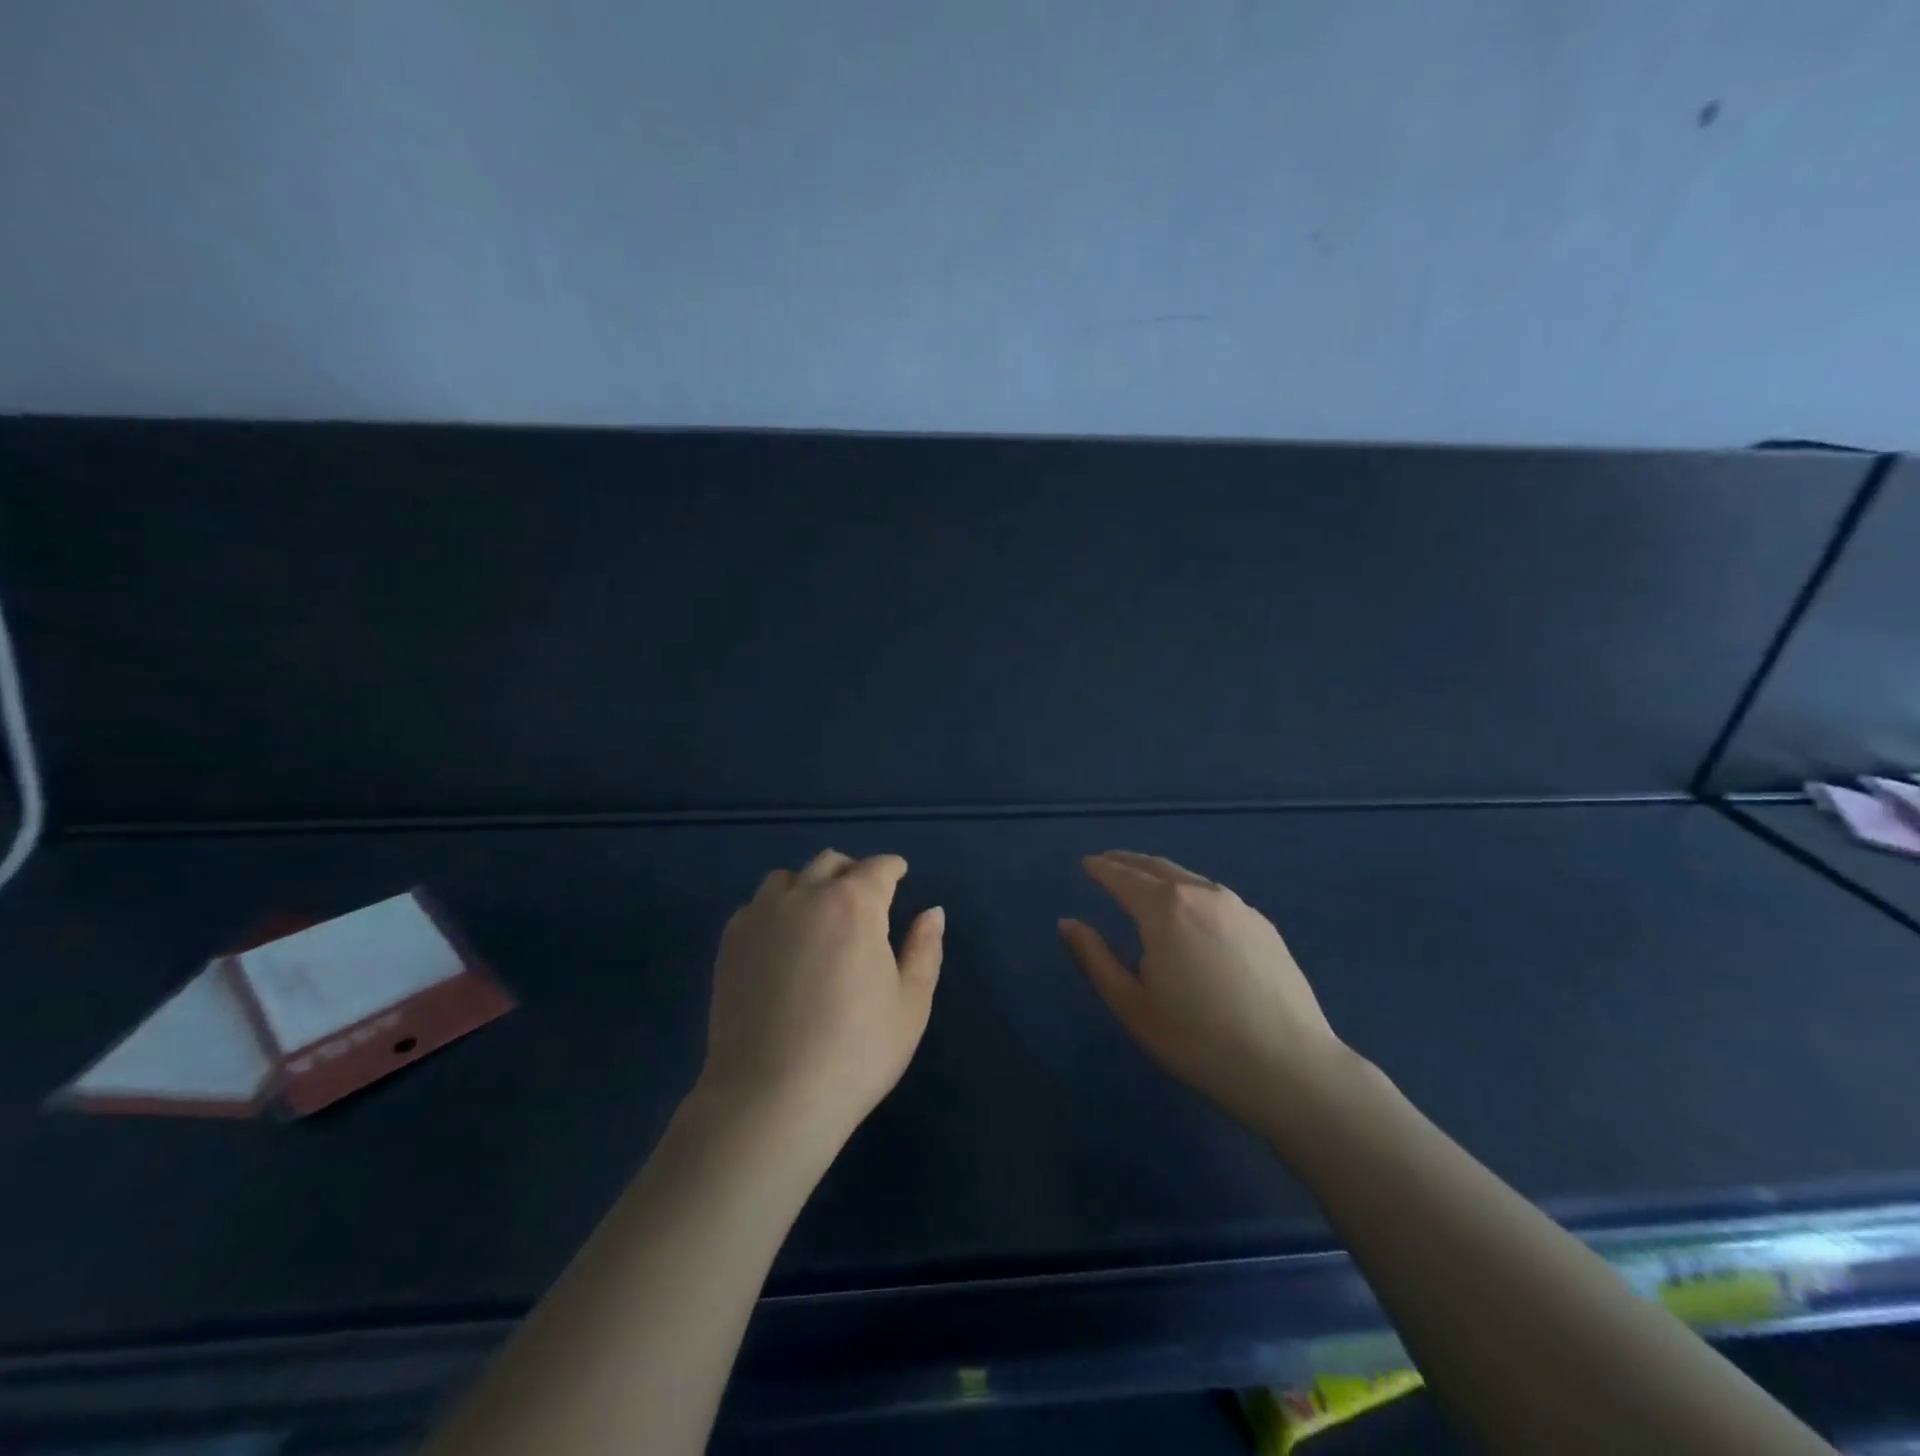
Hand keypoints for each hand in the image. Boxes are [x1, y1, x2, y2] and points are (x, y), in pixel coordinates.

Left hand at [698, 850, 943, 1149]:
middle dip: (852, 872)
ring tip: (818, 918)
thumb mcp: (910, 1005)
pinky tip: (782, 943)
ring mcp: (761, 915)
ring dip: (810, 886)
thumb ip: (924, 949)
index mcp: (855, 904)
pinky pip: (756, 906)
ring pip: (788, 878)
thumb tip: (932, 912)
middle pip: (831, 863)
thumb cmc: (855, 1052)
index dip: (893, 868)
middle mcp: (805, 895)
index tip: (899, 876)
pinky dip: (775, 910)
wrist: (770, 1097)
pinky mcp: (731, 941)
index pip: (878, 868)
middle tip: (864, 899)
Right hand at [1059, 851, 1350, 1136]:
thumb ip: (1095, 958)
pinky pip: (1216, 896)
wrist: (1289, 1068)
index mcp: (1164, 908)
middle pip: (1157, 867)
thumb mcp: (1132, 1005)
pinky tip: (1190, 911)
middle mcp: (1202, 894)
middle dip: (1128, 862)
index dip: (1101, 868)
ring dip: (1160, 875)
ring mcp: (1239, 907)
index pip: (1123, 876)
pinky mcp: (1264, 926)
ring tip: (1144, 883)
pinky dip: (1191, 892)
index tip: (1086, 864)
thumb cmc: (1198, 1040)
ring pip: (1189, 878)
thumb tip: (1068, 923)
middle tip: (1107, 863)